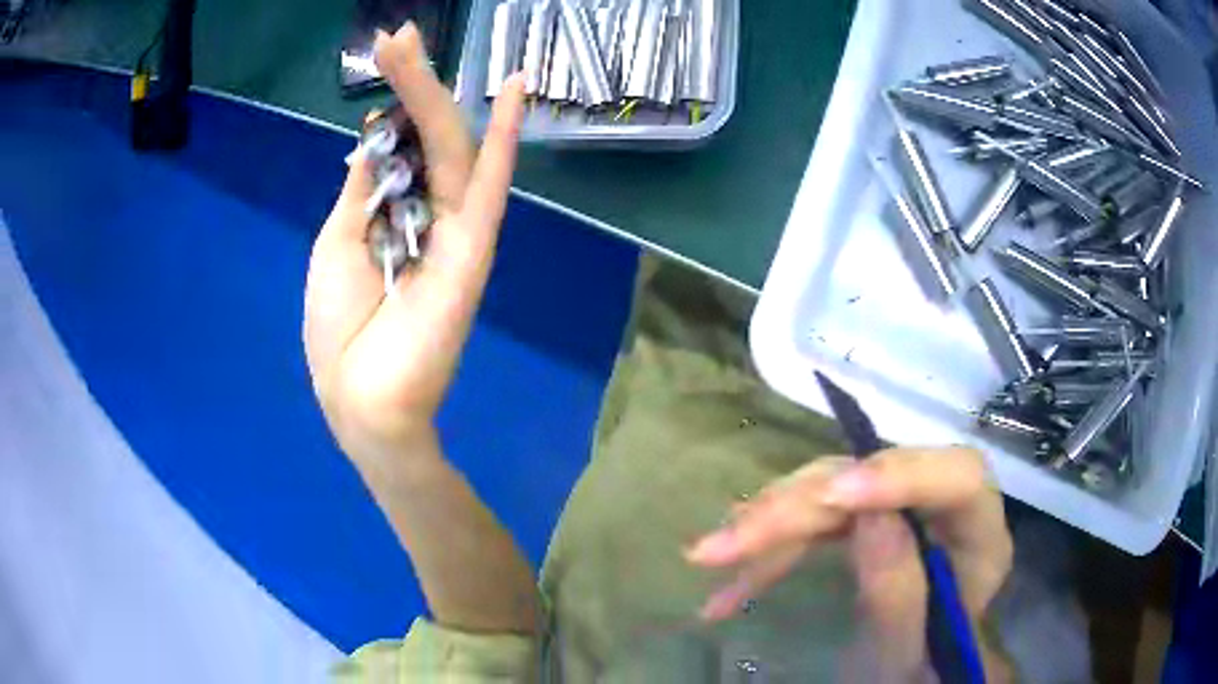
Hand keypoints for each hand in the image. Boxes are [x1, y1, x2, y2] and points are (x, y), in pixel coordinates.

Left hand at [304, 24, 525, 470]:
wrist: (362, 397)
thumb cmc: (339, 327)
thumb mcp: (337, 242)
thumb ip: (364, 190)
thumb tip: (375, 138)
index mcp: (392, 210)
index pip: (399, 142)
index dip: (393, 99)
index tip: (388, 52)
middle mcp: (428, 209)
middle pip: (425, 133)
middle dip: (410, 81)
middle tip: (397, 35)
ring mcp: (456, 225)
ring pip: (451, 145)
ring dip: (433, 93)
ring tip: (410, 44)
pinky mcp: (475, 246)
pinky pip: (489, 185)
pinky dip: (505, 139)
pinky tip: (514, 93)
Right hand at [686, 447, 1013, 680]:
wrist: (913, 667)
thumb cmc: (922, 665)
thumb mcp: (912, 649)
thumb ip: (902, 592)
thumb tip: (872, 518)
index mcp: (978, 529)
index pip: (957, 476)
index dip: (899, 475)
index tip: (833, 495)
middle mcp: (941, 504)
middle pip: (875, 477)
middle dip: (800, 507)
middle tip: (730, 541)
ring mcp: (900, 506)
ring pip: (833, 489)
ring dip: (770, 522)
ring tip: (710, 555)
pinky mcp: (865, 518)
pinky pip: (814, 520)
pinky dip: (769, 550)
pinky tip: (729, 585)